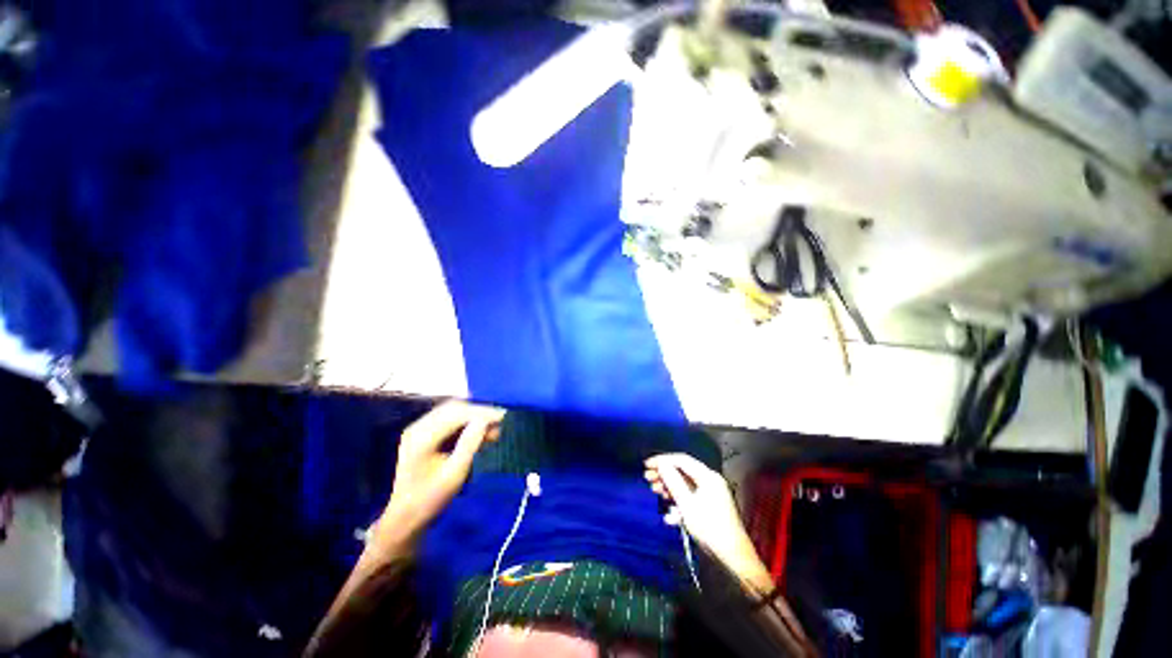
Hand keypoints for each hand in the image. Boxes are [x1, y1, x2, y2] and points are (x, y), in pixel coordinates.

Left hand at [375, 401, 505, 554]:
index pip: (457, 413)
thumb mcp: (455, 473)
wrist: (405, 518)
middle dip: (479, 413)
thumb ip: (470, 444)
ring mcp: (419, 430)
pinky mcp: (423, 435)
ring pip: (452, 412)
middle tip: (500, 423)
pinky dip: (465, 423)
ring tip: (492, 429)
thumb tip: (487, 420)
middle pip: (454, 408)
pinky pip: (448, 420)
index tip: (504, 416)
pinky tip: (479, 433)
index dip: (482, 412)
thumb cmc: (431, 499)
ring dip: (473, 417)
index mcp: (423, 437)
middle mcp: (419, 427)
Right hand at [644, 453, 772, 593]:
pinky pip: (691, 498)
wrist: (733, 558)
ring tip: (655, 492)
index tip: (646, 465)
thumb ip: (673, 481)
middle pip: (683, 472)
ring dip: (669, 488)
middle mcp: (710, 481)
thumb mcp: (687, 504)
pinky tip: (669, 515)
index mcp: (708, 476)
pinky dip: (679, 502)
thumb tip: (661, 464)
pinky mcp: (710, 507)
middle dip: (664, 474)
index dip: (663, 460)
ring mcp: (711, 495)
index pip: (682, 460)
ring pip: (685, 485)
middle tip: (647, 479)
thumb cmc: (709, 528)